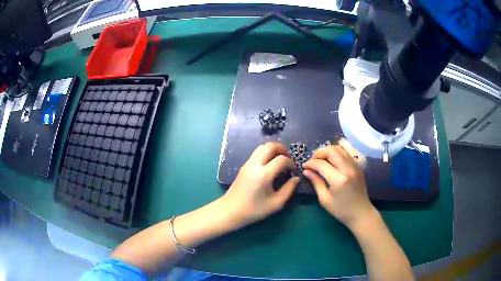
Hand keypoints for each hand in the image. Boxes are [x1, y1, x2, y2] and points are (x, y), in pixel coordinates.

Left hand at [220, 142, 299, 228]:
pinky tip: (270, 165)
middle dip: (282, 149)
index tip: (294, 170)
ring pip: (262, 147)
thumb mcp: (276, 203)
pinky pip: (257, 153)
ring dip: (273, 150)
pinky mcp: (244, 166)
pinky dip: (266, 154)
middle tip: (289, 158)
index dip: (291, 163)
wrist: (230, 211)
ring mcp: (247, 164)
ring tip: (280, 161)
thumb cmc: (254, 210)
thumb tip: (296, 178)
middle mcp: (255, 165)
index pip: (281, 159)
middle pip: (270, 146)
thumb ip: (289, 189)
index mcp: (264, 174)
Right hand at [302, 145, 375, 228]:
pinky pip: (345, 153)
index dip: (310, 163)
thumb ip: (316, 182)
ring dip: (328, 151)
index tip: (304, 167)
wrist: (361, 212)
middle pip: (331, 150)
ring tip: (321, 160)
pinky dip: (336, 153)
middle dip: (319, 153)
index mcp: (339, 180)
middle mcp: (348, 168)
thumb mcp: (324, 199)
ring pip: (339, 148)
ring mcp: (355, 165)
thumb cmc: (341, 210)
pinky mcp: (358, 165)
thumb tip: (306, 171)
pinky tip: (331, 162)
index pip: (321, 164)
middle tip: (312, 161)